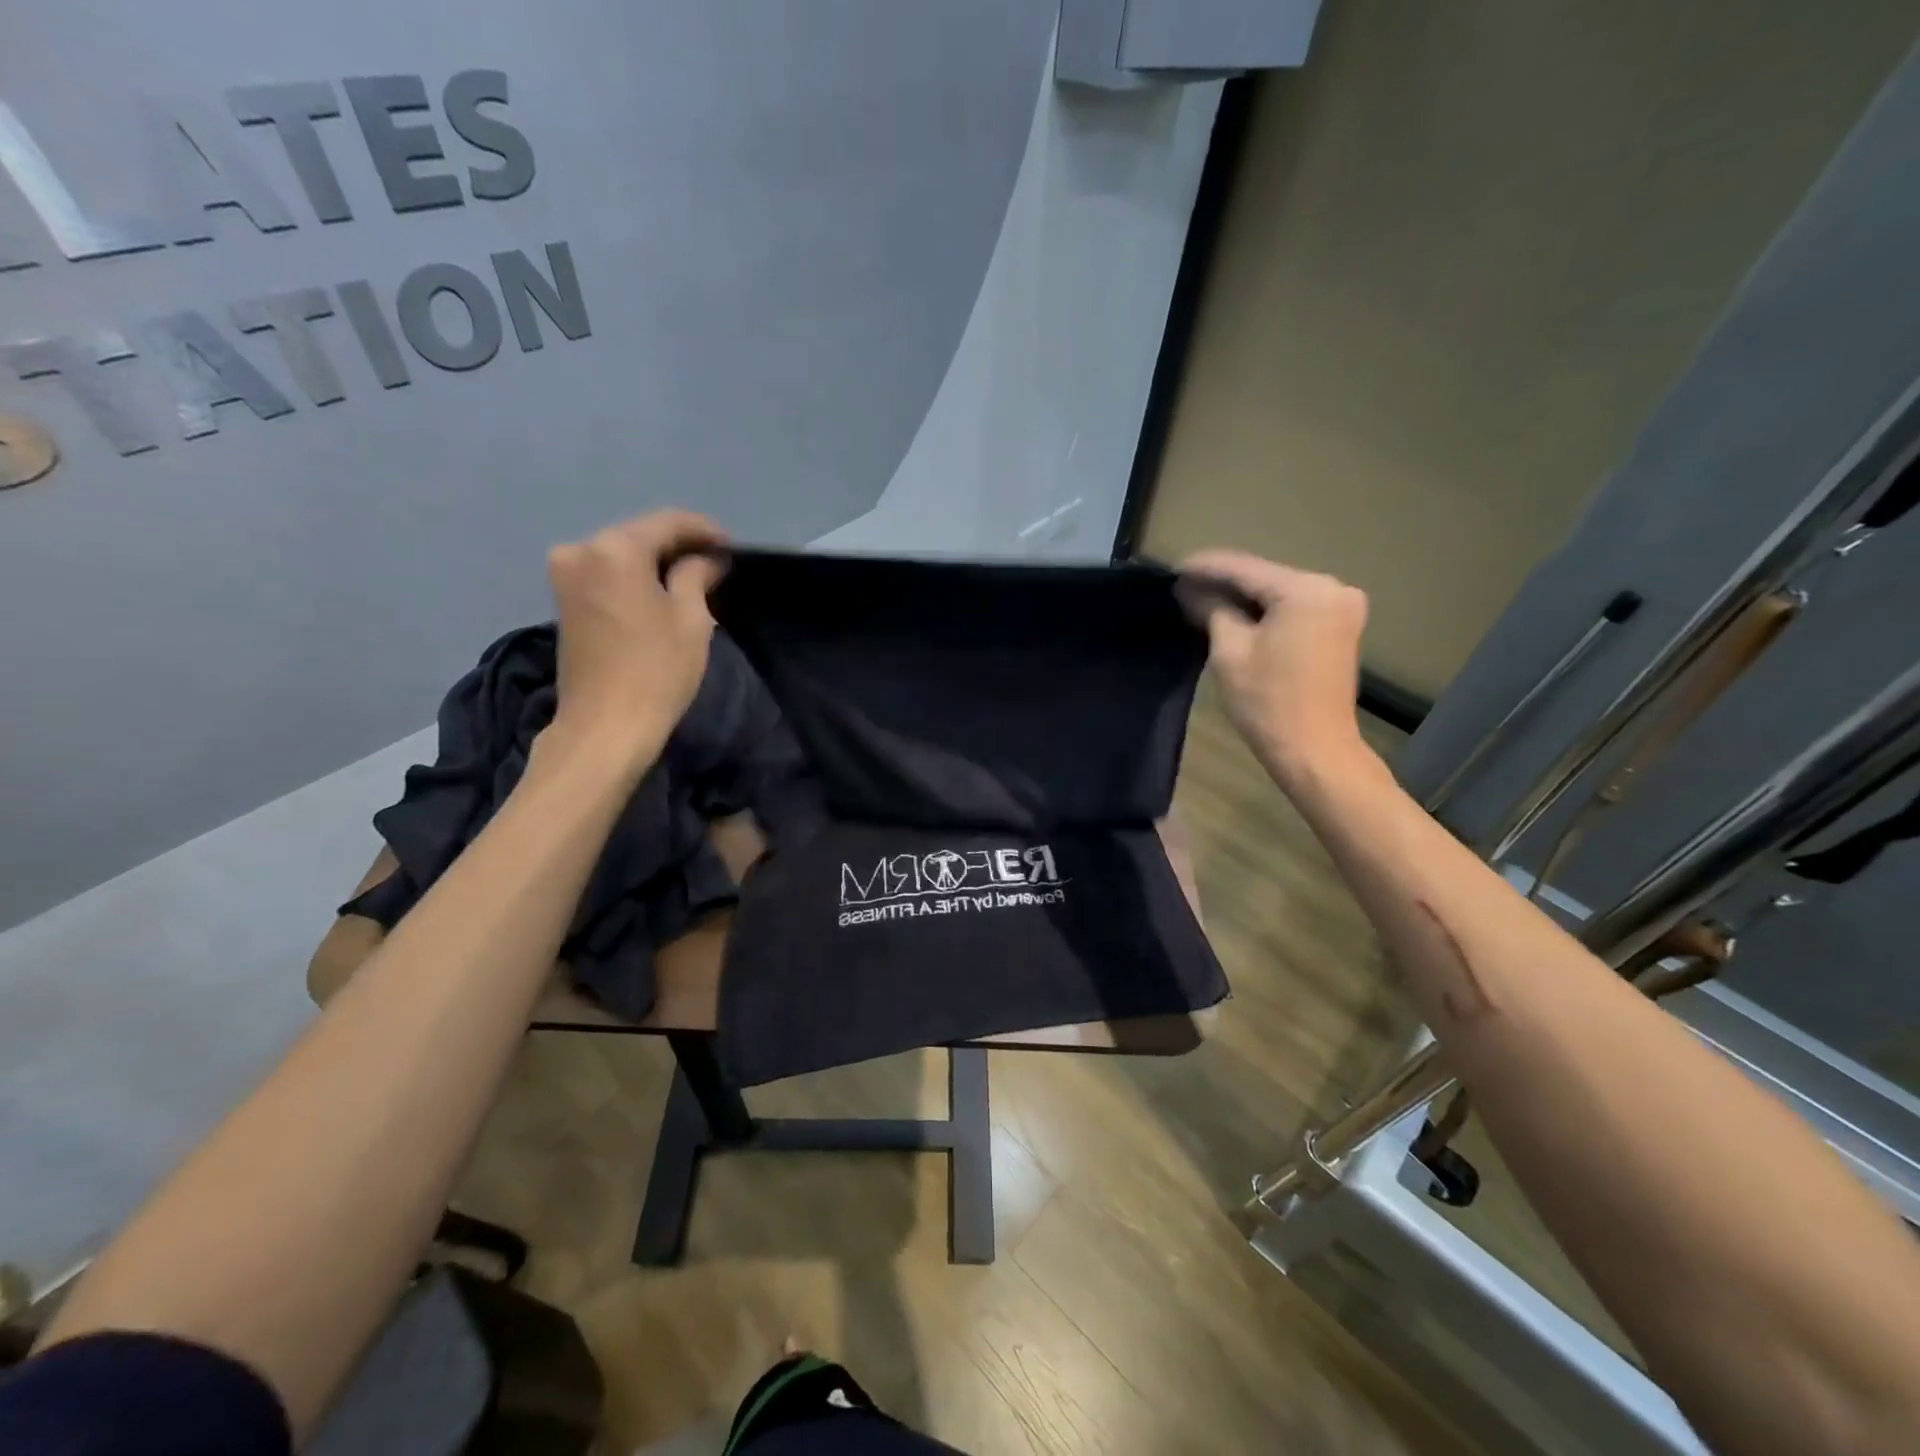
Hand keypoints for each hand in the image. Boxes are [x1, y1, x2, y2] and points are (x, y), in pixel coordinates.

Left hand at [543, 509, 727, 773]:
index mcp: (615, 548)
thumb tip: (707, 560)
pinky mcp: (563, 600)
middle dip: (679, 545)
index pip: (667, 522)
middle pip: (640, 534)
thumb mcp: (691, 619)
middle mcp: (582, 550)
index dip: (704, 531)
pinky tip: (661, 591)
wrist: (605, 725)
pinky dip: (635, 577)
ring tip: (694, 578)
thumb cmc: (657, 670)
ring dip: (656, 562)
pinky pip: (607, 573)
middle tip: (715, 562)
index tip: (732, 547)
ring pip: (622, 554)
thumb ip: (697, 576)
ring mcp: (566, 575)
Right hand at [1179, 549, 1369, 785]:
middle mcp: (1331, 588)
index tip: (1173, 568)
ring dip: (1242, 597)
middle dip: (1224, 582)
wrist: (1315, 750)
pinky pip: (1293, 608)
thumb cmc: (1267, 702)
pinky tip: (1234, 614)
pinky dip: (1264, 611)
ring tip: (1201, 599)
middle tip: (1183, 586)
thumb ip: (1212, 610)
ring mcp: (1341, 608)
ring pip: (1278, 593)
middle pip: (1264, 578)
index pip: (1244, 568)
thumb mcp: (1230, 652)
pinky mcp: (1340, 628)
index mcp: (1305, 590)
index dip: (1205, 567)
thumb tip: (1190, 589)